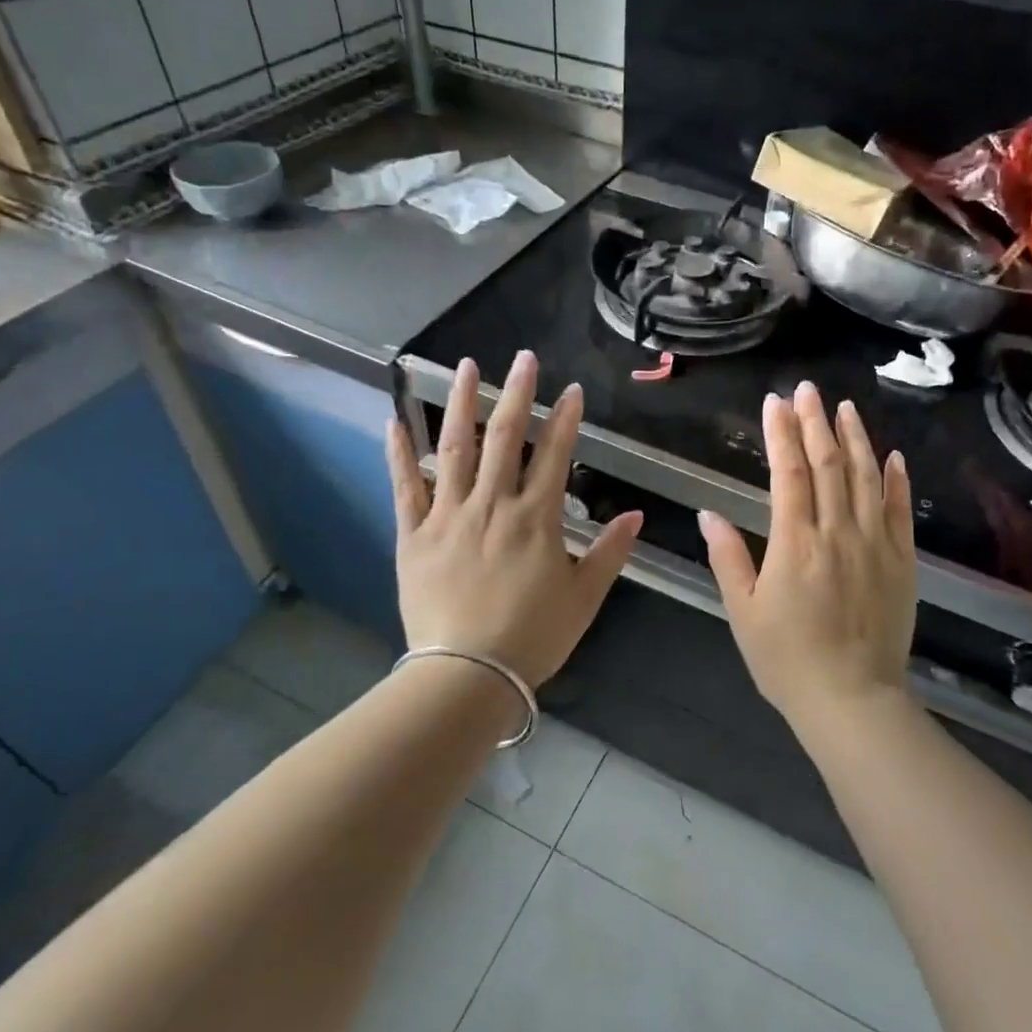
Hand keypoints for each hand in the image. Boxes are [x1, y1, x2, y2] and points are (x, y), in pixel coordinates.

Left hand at [387, 351, 642, 688]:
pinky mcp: (414, 535)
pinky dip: (400, 453)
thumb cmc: (532, 637)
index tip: (572, 390)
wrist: (467, 674)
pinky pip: (405, 487)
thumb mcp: (584, 598)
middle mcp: (492, 505)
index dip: (566, 419)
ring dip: (462, 405)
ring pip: (454, 449)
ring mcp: (448, 516)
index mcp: (536, 518)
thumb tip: (636, 515)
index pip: (556, 455)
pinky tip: (395, 421)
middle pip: (505, 438)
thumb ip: (610, 552)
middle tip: (522, 358)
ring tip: (466, 367)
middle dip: (517, 394)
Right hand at [698, 382, 916, 731]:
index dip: (780, 433)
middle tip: (807, 389)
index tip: (775, 402)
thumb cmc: (787, 660)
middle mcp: (838, 532)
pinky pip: (900, 512)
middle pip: (827, 464)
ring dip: (855, 439)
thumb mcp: (744, 612)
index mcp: (795, 543)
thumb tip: (708, 513)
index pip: (787, 472)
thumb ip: (728, 558)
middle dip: (814, 422)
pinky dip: (895, 480)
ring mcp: (875, 545)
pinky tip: (891, 455)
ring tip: (844, 408)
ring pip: (866, 478)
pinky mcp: (902, 562)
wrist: (852, 701)